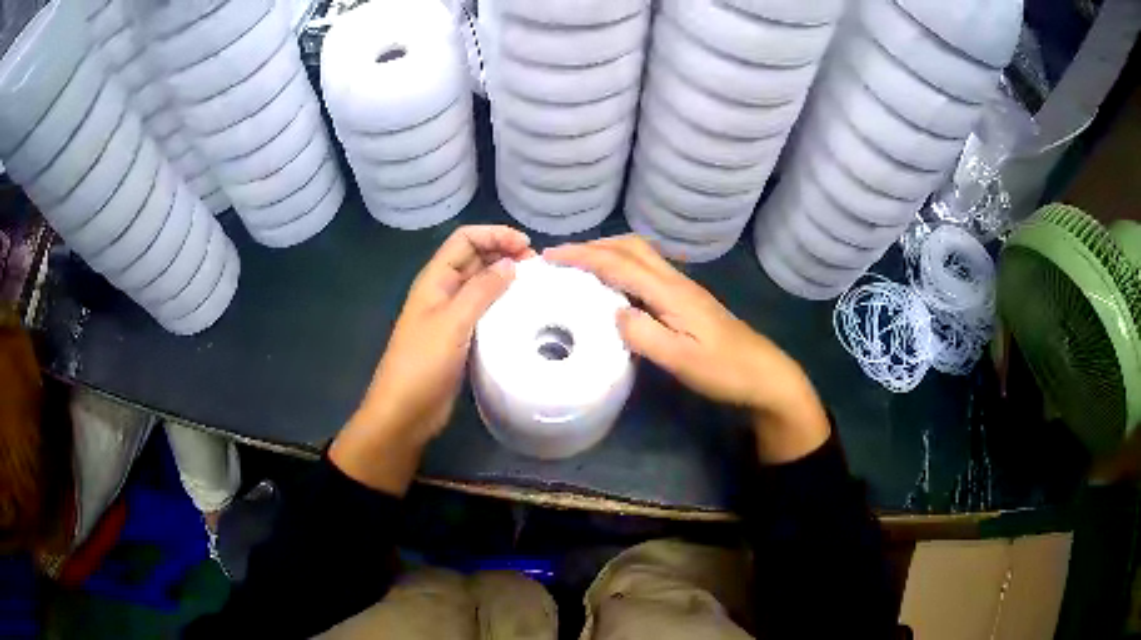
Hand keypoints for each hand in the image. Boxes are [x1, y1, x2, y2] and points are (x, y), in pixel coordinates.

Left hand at [330, 226, 533, 493]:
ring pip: (481, 285)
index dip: (494, 234)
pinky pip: (484, 311)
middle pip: (475, 258)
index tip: (526, 246)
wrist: (405, 411)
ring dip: (506, 279)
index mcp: (435, 279)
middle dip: (504, 253)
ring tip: (537, 287)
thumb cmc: (422, 364)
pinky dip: (503, 305)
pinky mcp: (460, 338)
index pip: (465, 239)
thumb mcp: (453, 323)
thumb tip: (511, 264)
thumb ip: (481, 291)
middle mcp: (443, 291)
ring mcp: (451, 316)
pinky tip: (523, 314)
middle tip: (538, 267)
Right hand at [544, 236, 828, 463]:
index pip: (619, 264)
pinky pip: (648, 271)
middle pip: (631, 247)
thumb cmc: (725, 371)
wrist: (765, 375)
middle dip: (593, 245)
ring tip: (582, 266)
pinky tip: (616, 287)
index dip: (583, 256)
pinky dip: (624, 267)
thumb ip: (645, 335)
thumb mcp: (682, 361)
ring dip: (609, 252)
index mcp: (671, 293)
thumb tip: (613, 313)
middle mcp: (676, 282)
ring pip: (641, 255)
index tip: (550, 256)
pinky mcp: (688, 300)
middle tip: (562, 257)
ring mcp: (684, 289)